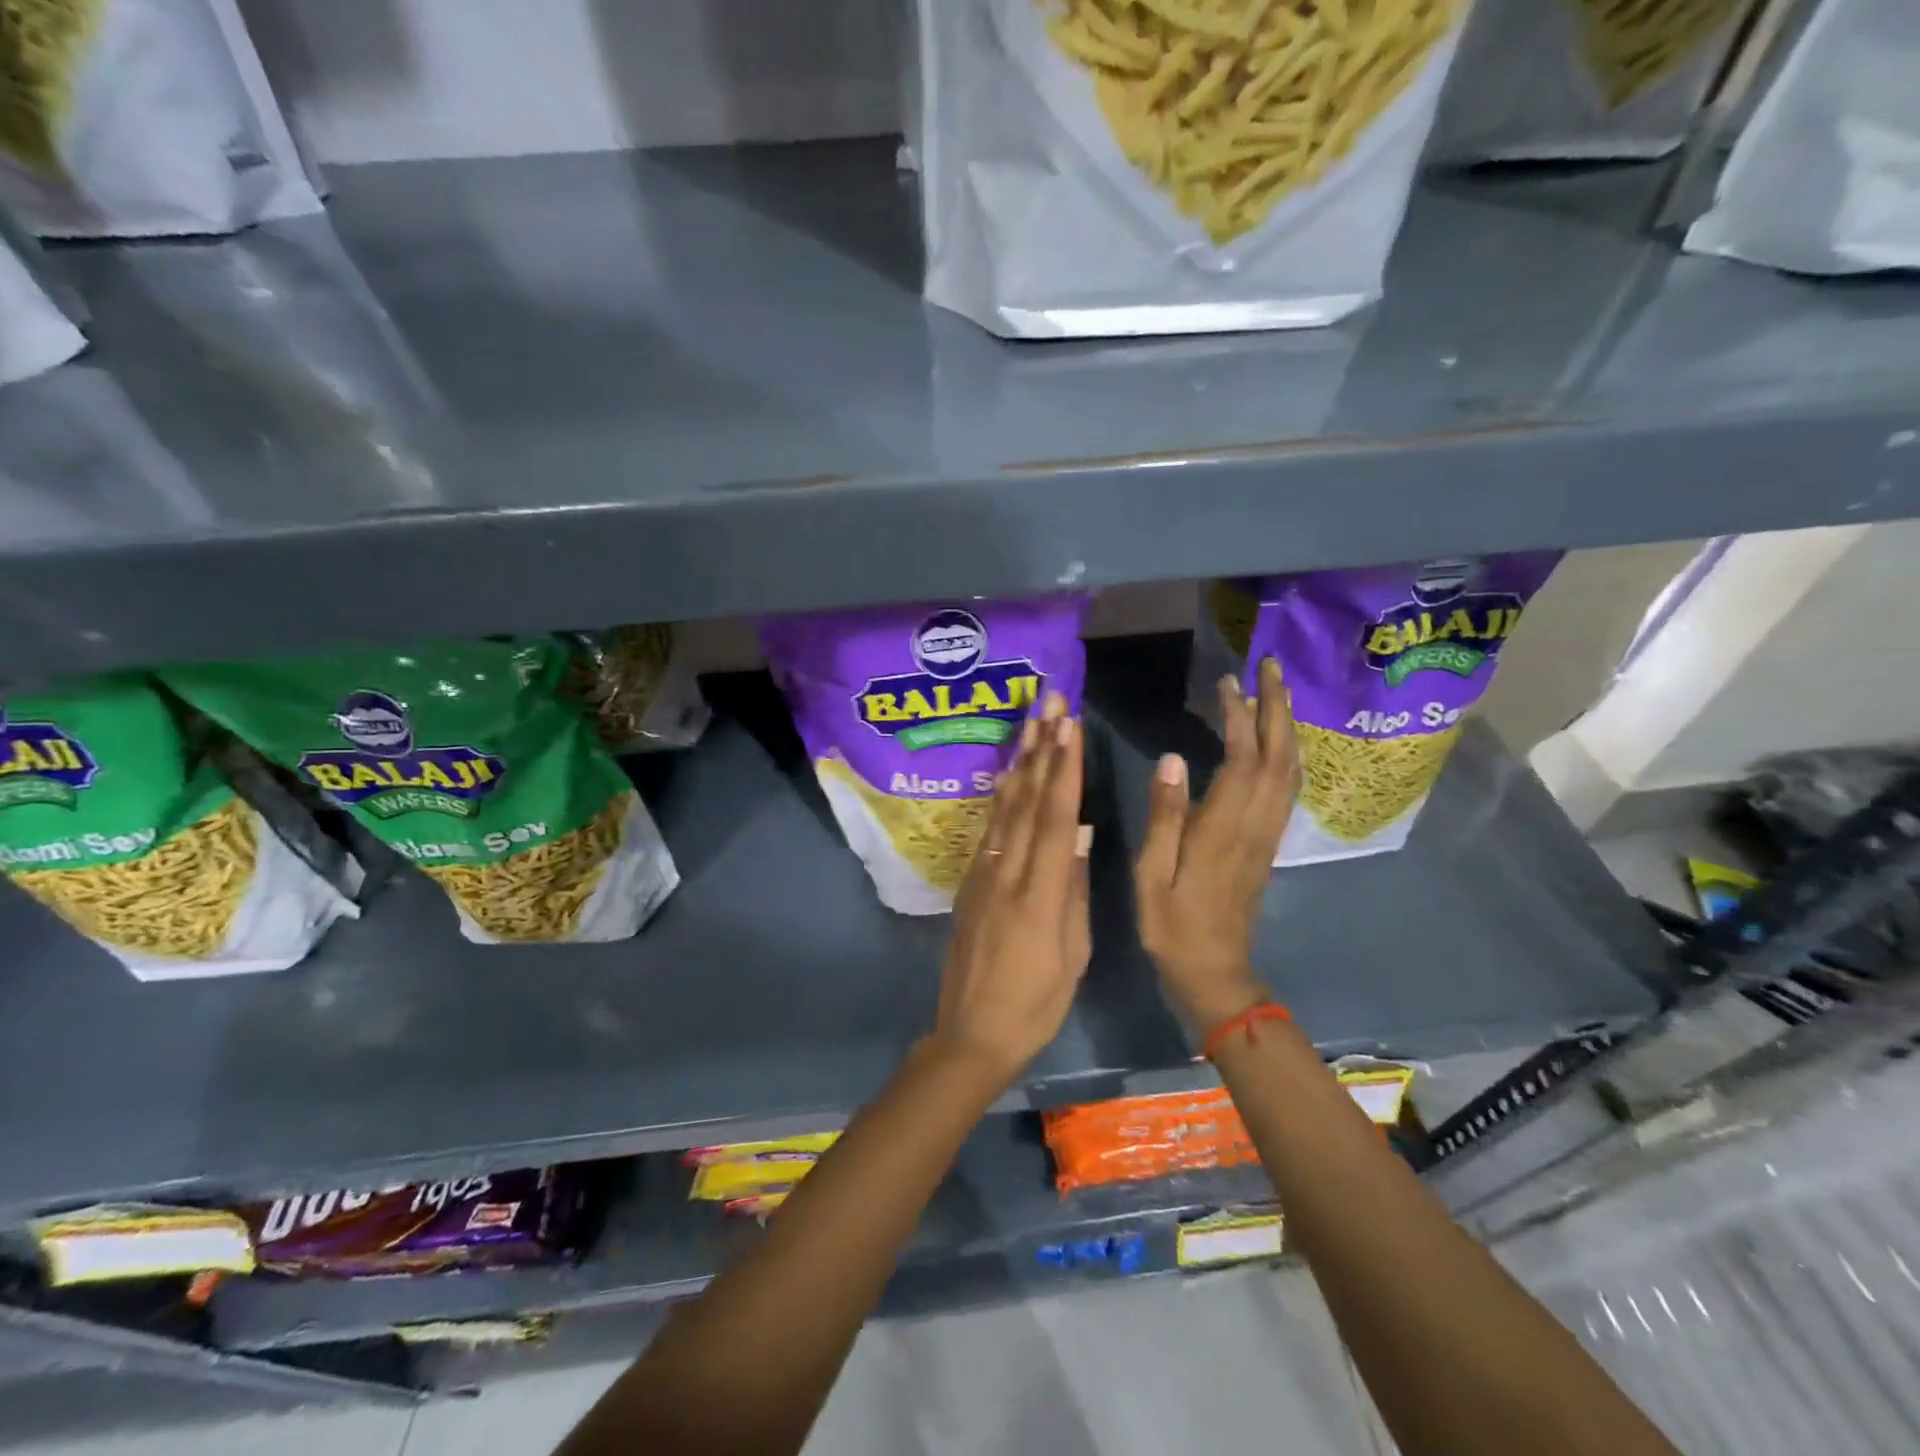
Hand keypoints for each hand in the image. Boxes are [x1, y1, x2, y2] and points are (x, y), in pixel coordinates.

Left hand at [931, 692, 1091, 1084]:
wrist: (971, 1032)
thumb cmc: (1034, 1003)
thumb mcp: (1070, 953)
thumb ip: (1071, 888)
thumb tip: (1078, 831)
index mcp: (1038, 893)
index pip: (1053, 817)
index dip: (1063, 769)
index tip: (1070, 727)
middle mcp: (1006, 872)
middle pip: (1026, 800)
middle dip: (1041, 748)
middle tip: (1049, 702)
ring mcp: (983, 874)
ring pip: (1003, 807)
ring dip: (1020, 761)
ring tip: (1030, 722)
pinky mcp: (971, 882)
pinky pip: (990, 828)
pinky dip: (1002, 795)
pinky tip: (1009, 774)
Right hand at [1134, 658, 1299, 1030]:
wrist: (1213, 970)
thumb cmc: (1173, 923)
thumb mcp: (1153, 872)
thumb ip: (1164, 815)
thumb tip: (1172, 758)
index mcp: (1224, 828)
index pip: (1242, 759)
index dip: (1239, 717)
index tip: (1227, 683)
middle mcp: (1255, 824)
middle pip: (1279, 756)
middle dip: (1277, 707)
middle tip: (1269, 667)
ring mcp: (1267, 834)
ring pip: (1289, 770)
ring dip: (1286, 726)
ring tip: (1276, 691)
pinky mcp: (1267, 843)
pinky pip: (1286, 788)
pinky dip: (1286, 754)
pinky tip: (1276, 741)